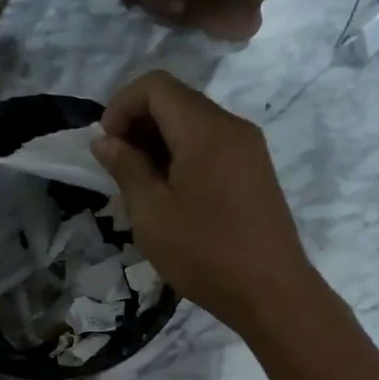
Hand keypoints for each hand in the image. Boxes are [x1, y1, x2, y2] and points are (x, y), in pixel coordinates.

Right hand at [91, 70, 316, 333]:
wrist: (272, 293)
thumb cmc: (205, 254)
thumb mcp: (151, 214)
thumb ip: (125, 168)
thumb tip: (105, 140)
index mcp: (206, 131)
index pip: (155, 86)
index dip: (121, 105)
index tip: (105, 145)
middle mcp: (232, 127)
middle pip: (176, 100)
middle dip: (138, 122)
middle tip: (117, 167)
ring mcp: (249, 148)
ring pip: (193, 122)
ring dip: (159, 141)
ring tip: (140, 184)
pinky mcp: (255, 169)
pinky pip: (211, 144)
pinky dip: (182, 154)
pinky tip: (171, 193)